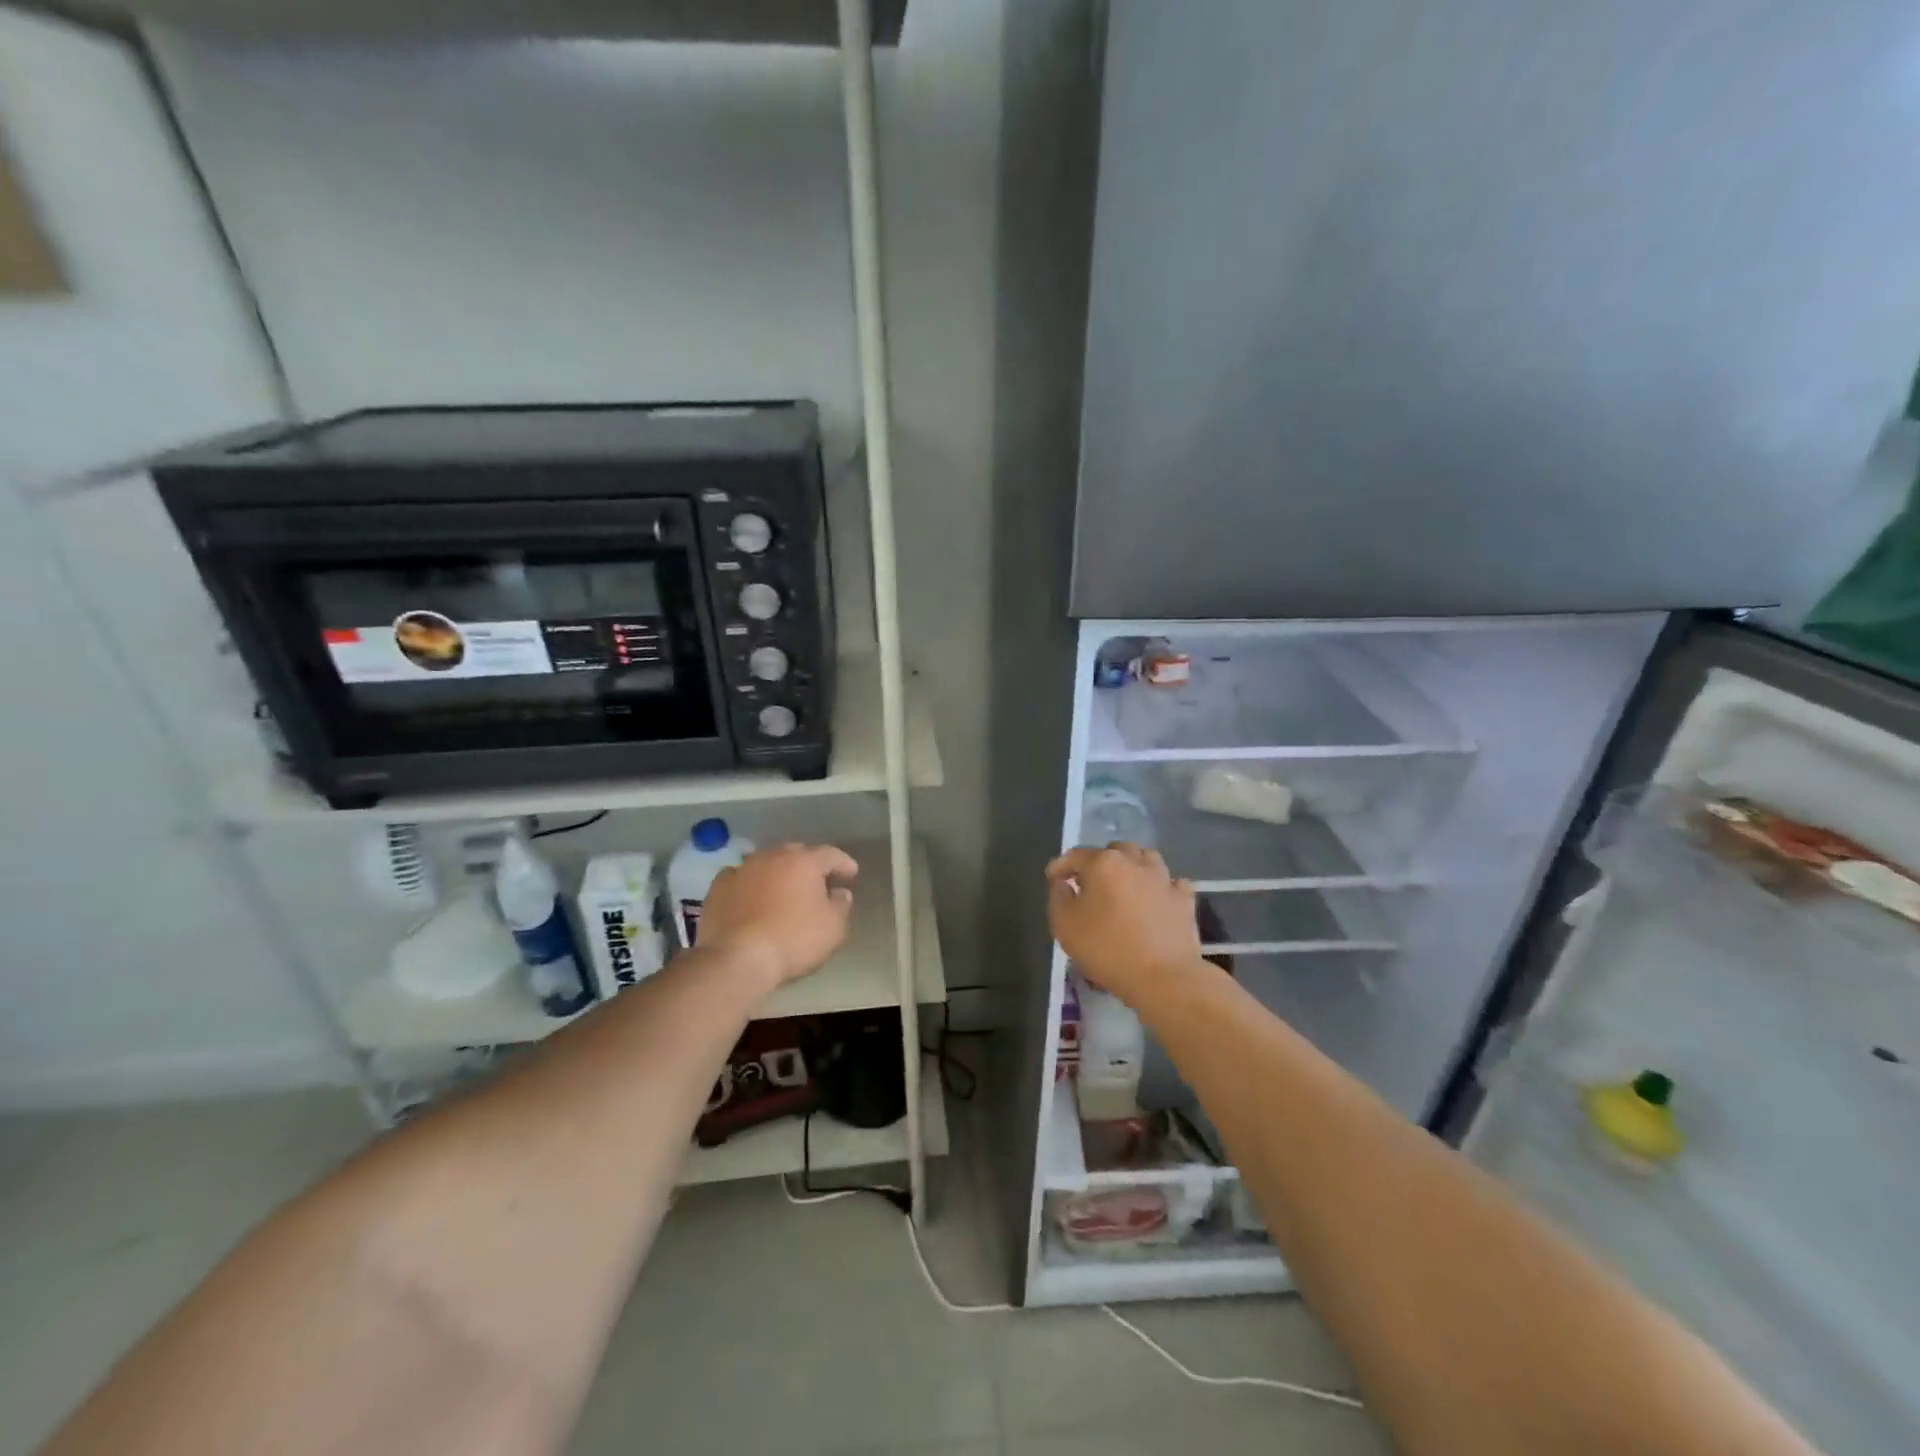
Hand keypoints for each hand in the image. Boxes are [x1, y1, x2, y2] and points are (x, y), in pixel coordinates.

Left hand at [697, 843, 858, 993]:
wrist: (737, 959)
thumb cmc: (793, 941)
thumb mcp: (833, 929)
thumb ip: (841, 906)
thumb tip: (840, 893)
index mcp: (804, 861)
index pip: (830, 854)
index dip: (843, 863)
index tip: (851, 875)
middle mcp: (772, 856)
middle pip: (796, 853)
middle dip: (809, 864)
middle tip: (818, 881)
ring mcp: (742, 869)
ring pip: (766, 862)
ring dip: (778, 872)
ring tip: (784, 889)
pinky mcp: (718, 888)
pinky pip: (740, 877)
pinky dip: (750, 883)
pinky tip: (751, 895)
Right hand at [1046, 843, 1202, 1006]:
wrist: (1163, 977)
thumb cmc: (1106, 949)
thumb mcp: (1064, 925)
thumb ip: (1058, 896)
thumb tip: (1062, 881)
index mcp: (1103, 863)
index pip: (1076, 855)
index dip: (1061, 866)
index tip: (1054, 880)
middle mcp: (1134, 861)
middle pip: (1114, 851)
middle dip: (1099, 862)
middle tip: (1090, 885)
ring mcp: (1163, 878)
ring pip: (1146, 858)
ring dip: (1132, 867)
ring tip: (1124, 887)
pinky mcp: (1184, 899)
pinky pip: (1171, 882)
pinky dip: (1160, 887)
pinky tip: (1155, 900)